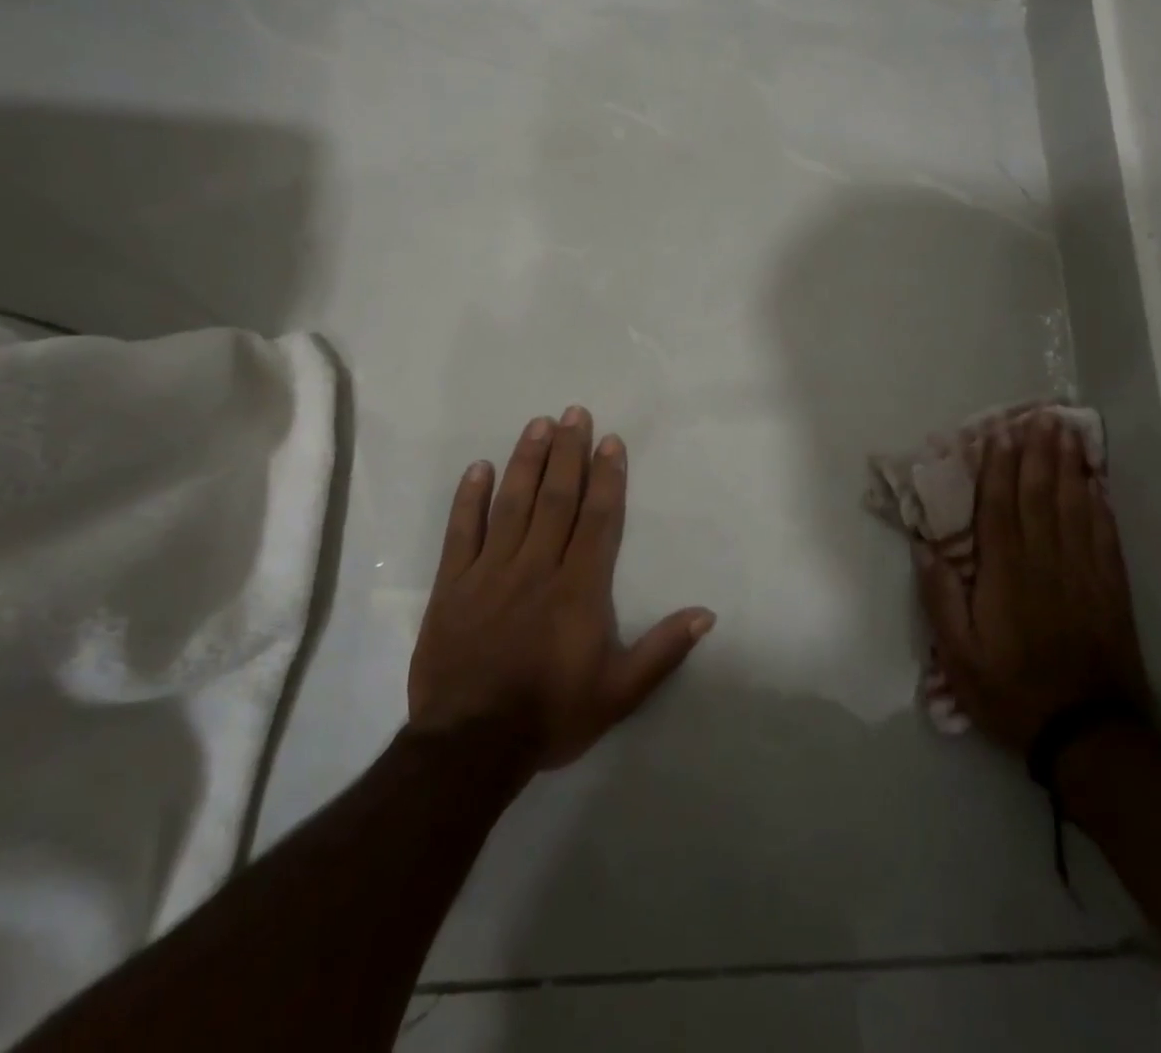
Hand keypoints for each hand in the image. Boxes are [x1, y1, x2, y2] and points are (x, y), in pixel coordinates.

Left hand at [406, 407, 715, 770]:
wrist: (470, 748)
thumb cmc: (551, 715)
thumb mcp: (619, 693)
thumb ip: (663, 650)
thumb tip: (707, 614)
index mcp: (579, 588)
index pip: (597, 518)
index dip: (606, 476)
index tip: (610, 440)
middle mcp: (537, 567)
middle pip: (556, 498)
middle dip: (568, 452)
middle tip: (575, 412)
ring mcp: (491, 572)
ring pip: (512, 504)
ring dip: (527, 461)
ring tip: (538, 424)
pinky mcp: (454, 585)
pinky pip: (462, 532)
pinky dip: (470, 498)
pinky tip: (479, 468)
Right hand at [918, 414, 1147, 753]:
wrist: (1086, 733)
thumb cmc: (1010, 691)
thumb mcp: (957, 655)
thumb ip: (940, 598)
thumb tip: (924, 547)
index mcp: (1005, 575)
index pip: (1000, 508)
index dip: (1000, 467)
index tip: (1001, 433)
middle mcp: (1045, 563)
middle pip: (1041, 496)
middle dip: (1039, 453)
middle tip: (1041, 415)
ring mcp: (1082, 573)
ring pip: (1075, 508)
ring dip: (1070, 467)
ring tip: (1068, 434)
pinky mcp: (1109, 590)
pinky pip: (1104, 536)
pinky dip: (1100, 505)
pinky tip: (1096, 484)